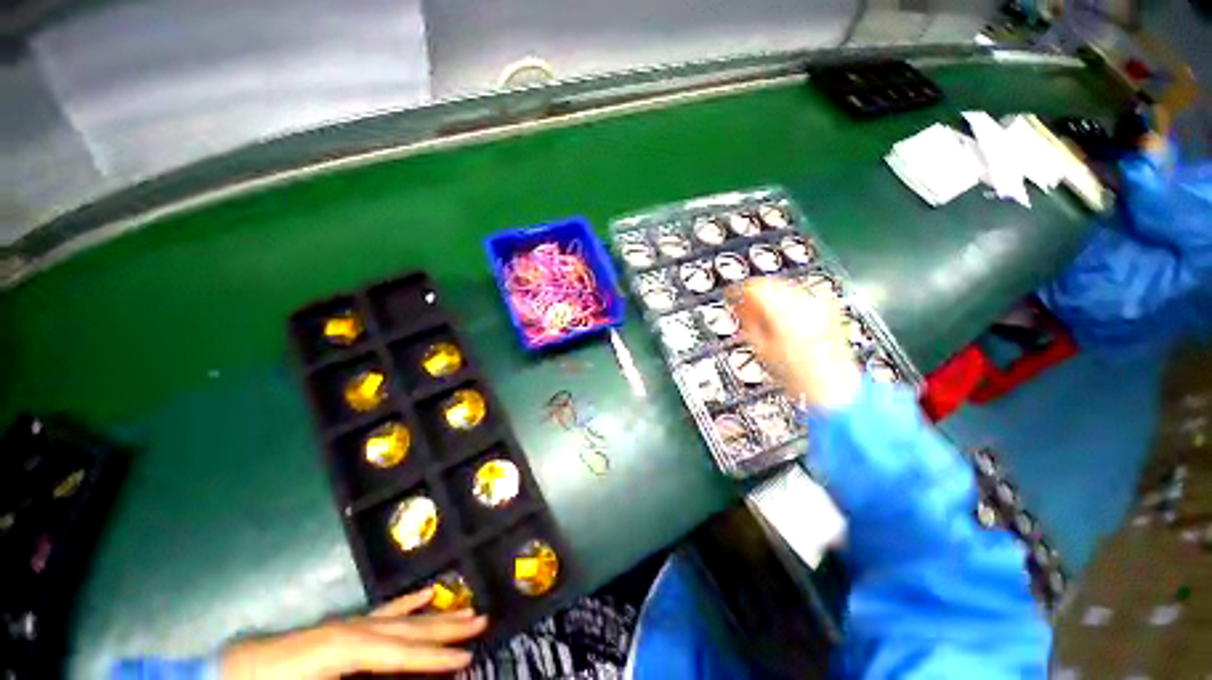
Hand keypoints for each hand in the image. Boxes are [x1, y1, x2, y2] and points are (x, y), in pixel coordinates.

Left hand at [220, 588, 486, 678]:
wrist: (228, 675)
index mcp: (346, 650)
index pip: (401, 653)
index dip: (435, 658)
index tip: (469, 658)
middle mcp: (354, 629)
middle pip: (409, 628)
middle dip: (446, 628)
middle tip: (482, 620)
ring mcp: (349, 624)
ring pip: (402, 618)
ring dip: (435, 616)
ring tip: (465, 609)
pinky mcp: (343, 627)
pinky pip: (384, 611)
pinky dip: (408, 603)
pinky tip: (425, 594)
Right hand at [733, 277, 860, 410]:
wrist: (833, 389)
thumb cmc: (798, 377)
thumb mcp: (761, 349)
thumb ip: (747, 321)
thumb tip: (738, 306)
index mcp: (784, 312)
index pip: (754, 287)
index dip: (737, 291)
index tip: (730, 297)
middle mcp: (804, 303)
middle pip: (770, 284)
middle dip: (752, 293)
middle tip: (740, 305)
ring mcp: (818, 305)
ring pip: (784, 288)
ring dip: (768, 296)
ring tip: (757, 312)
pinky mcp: (827, 311)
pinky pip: (799, 296)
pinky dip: (783, 301)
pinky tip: (776, 315)